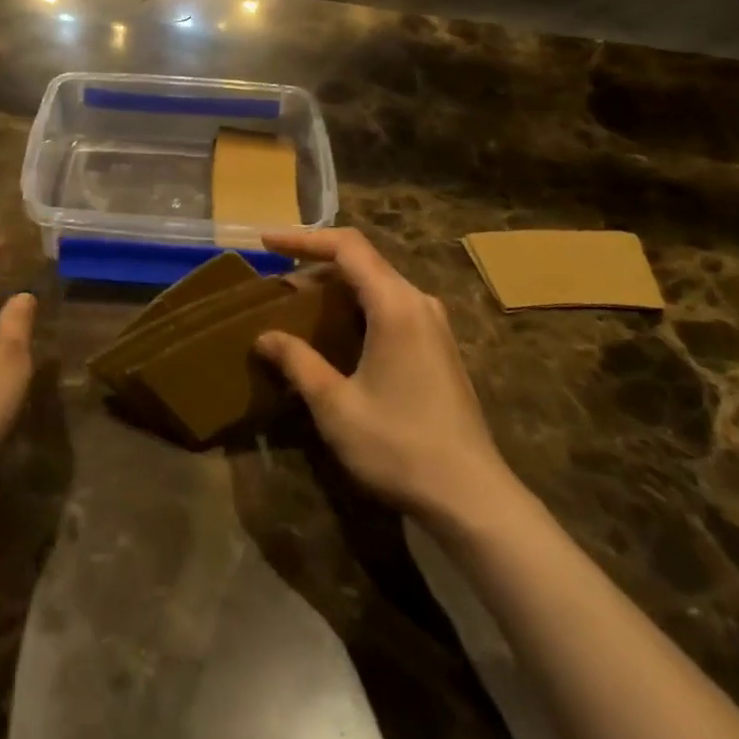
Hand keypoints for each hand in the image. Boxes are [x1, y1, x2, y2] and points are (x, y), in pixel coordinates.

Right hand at [256, 228, 513, 521]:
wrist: (474, 499)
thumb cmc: (400, 446)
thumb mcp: (336, 405)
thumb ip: (298, 362)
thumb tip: (265, 337)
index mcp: (395, 304)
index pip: (346, 246)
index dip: (303, 238)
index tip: (266, 242)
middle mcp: (418, 302)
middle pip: (362, 260)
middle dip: (316, 262)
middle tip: (278, 281)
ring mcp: (434, 325)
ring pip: (378, 283)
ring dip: (337, 286)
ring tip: (300, 305)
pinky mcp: (439, 347)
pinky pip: (391, 305)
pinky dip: (357, 306)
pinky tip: (338, 333)